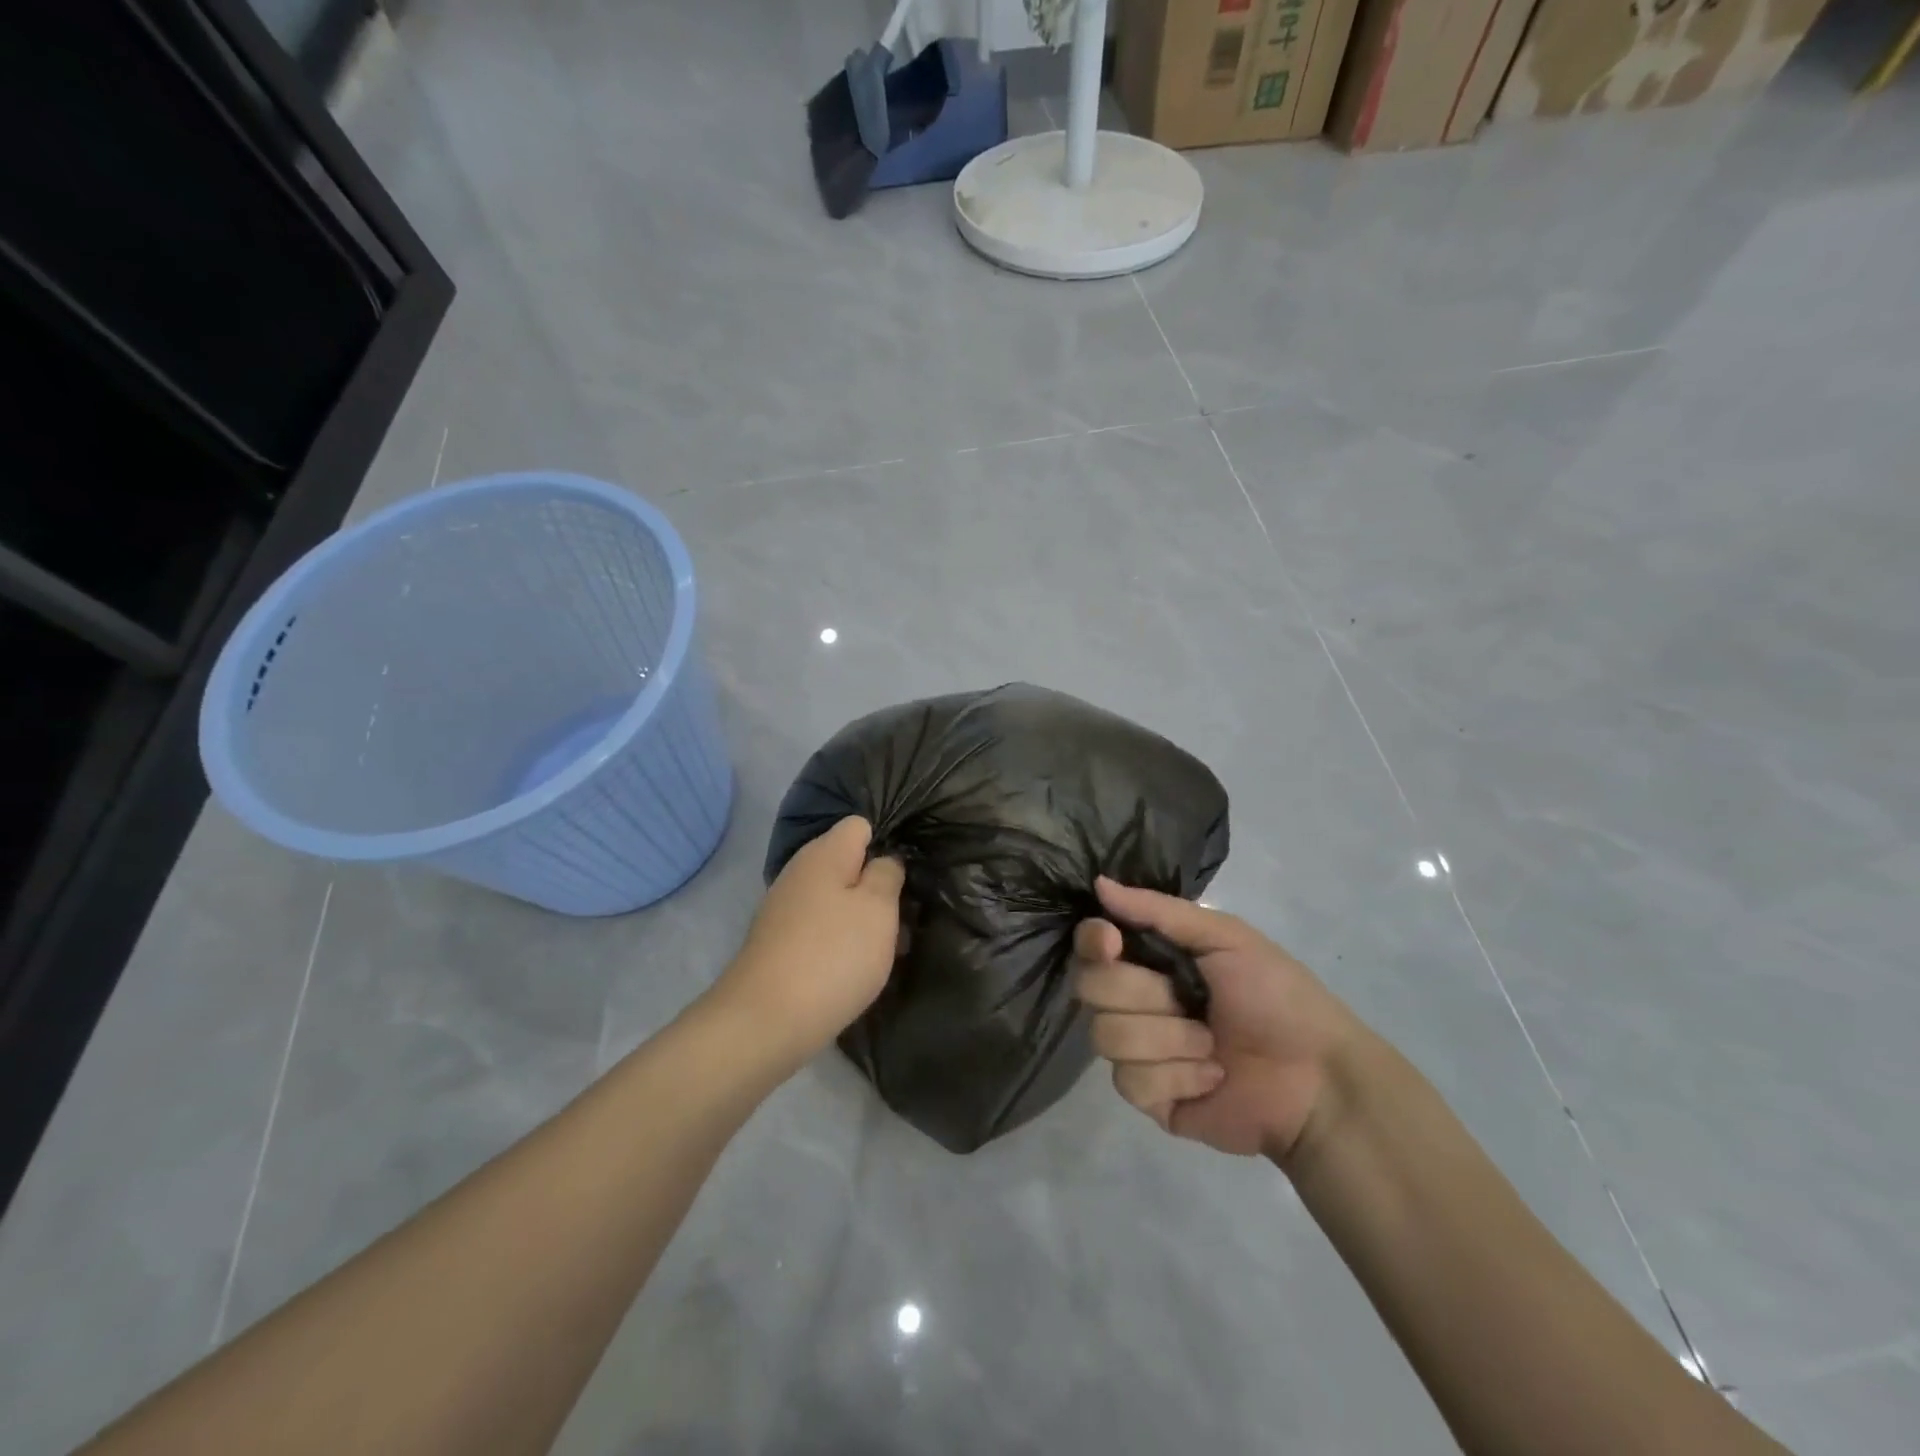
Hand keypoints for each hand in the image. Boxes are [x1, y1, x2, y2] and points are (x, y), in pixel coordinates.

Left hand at [710, 817, 904, 1066]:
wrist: (765, 1022)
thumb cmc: (833, 955)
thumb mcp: (878, 908)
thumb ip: (887, 874)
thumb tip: (885, 859)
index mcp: (824, 852)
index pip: (861, 825)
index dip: (888, 843)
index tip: (908, 874)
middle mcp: (800, 872)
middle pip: (849, 864)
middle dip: (878, 887)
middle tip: (904, 917)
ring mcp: (785, 908)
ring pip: (836, 899)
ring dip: (862, 919)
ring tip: (887, 949)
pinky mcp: (778, 942)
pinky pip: (820, 927)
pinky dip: (840, 942)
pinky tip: (854, 968)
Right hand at [1073, 877, 1359, 1163]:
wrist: (1317, 1079)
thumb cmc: (1277, 996)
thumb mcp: (1226, 937)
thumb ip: (1159, 910)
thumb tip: (1099, 883)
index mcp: (1150, 959)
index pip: (1091, 944)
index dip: (1093, 942)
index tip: (1112, 943)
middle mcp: (1134, 1001)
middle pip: (1090, 989)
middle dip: (1145, 995)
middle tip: (1189, 1002)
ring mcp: (1138, 1051)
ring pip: (1107, 1036)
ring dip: (1169, 1040)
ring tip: (1212, 1046)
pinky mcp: (1148, 1097)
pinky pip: (1130, 1082)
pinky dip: (1178, 1077)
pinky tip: (1211, 1078)